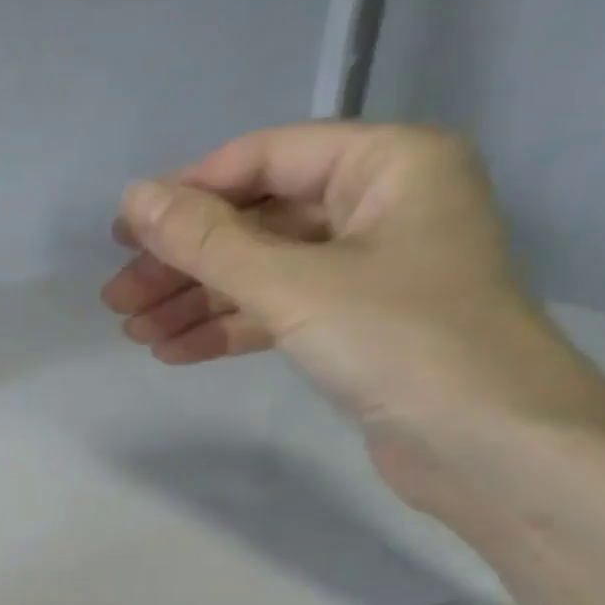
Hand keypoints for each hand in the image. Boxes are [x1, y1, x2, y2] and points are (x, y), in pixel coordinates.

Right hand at [103, 122, 604, 510]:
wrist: (487, 446)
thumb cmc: (400, 341)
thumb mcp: (293, 285)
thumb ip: (208, 241)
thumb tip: (132, 198)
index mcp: (387, 164)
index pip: (265, 158)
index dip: (188, 193)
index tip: (123, 234)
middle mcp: (380, 206)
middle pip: (257, 221)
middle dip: (184, 261)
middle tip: (118, 298)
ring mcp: (369, 270)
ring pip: (262, 272)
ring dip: (196, 301)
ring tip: (133, 332)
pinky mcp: (356, 327)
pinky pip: (278, 313)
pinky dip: (227, 330)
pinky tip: (173, 353)